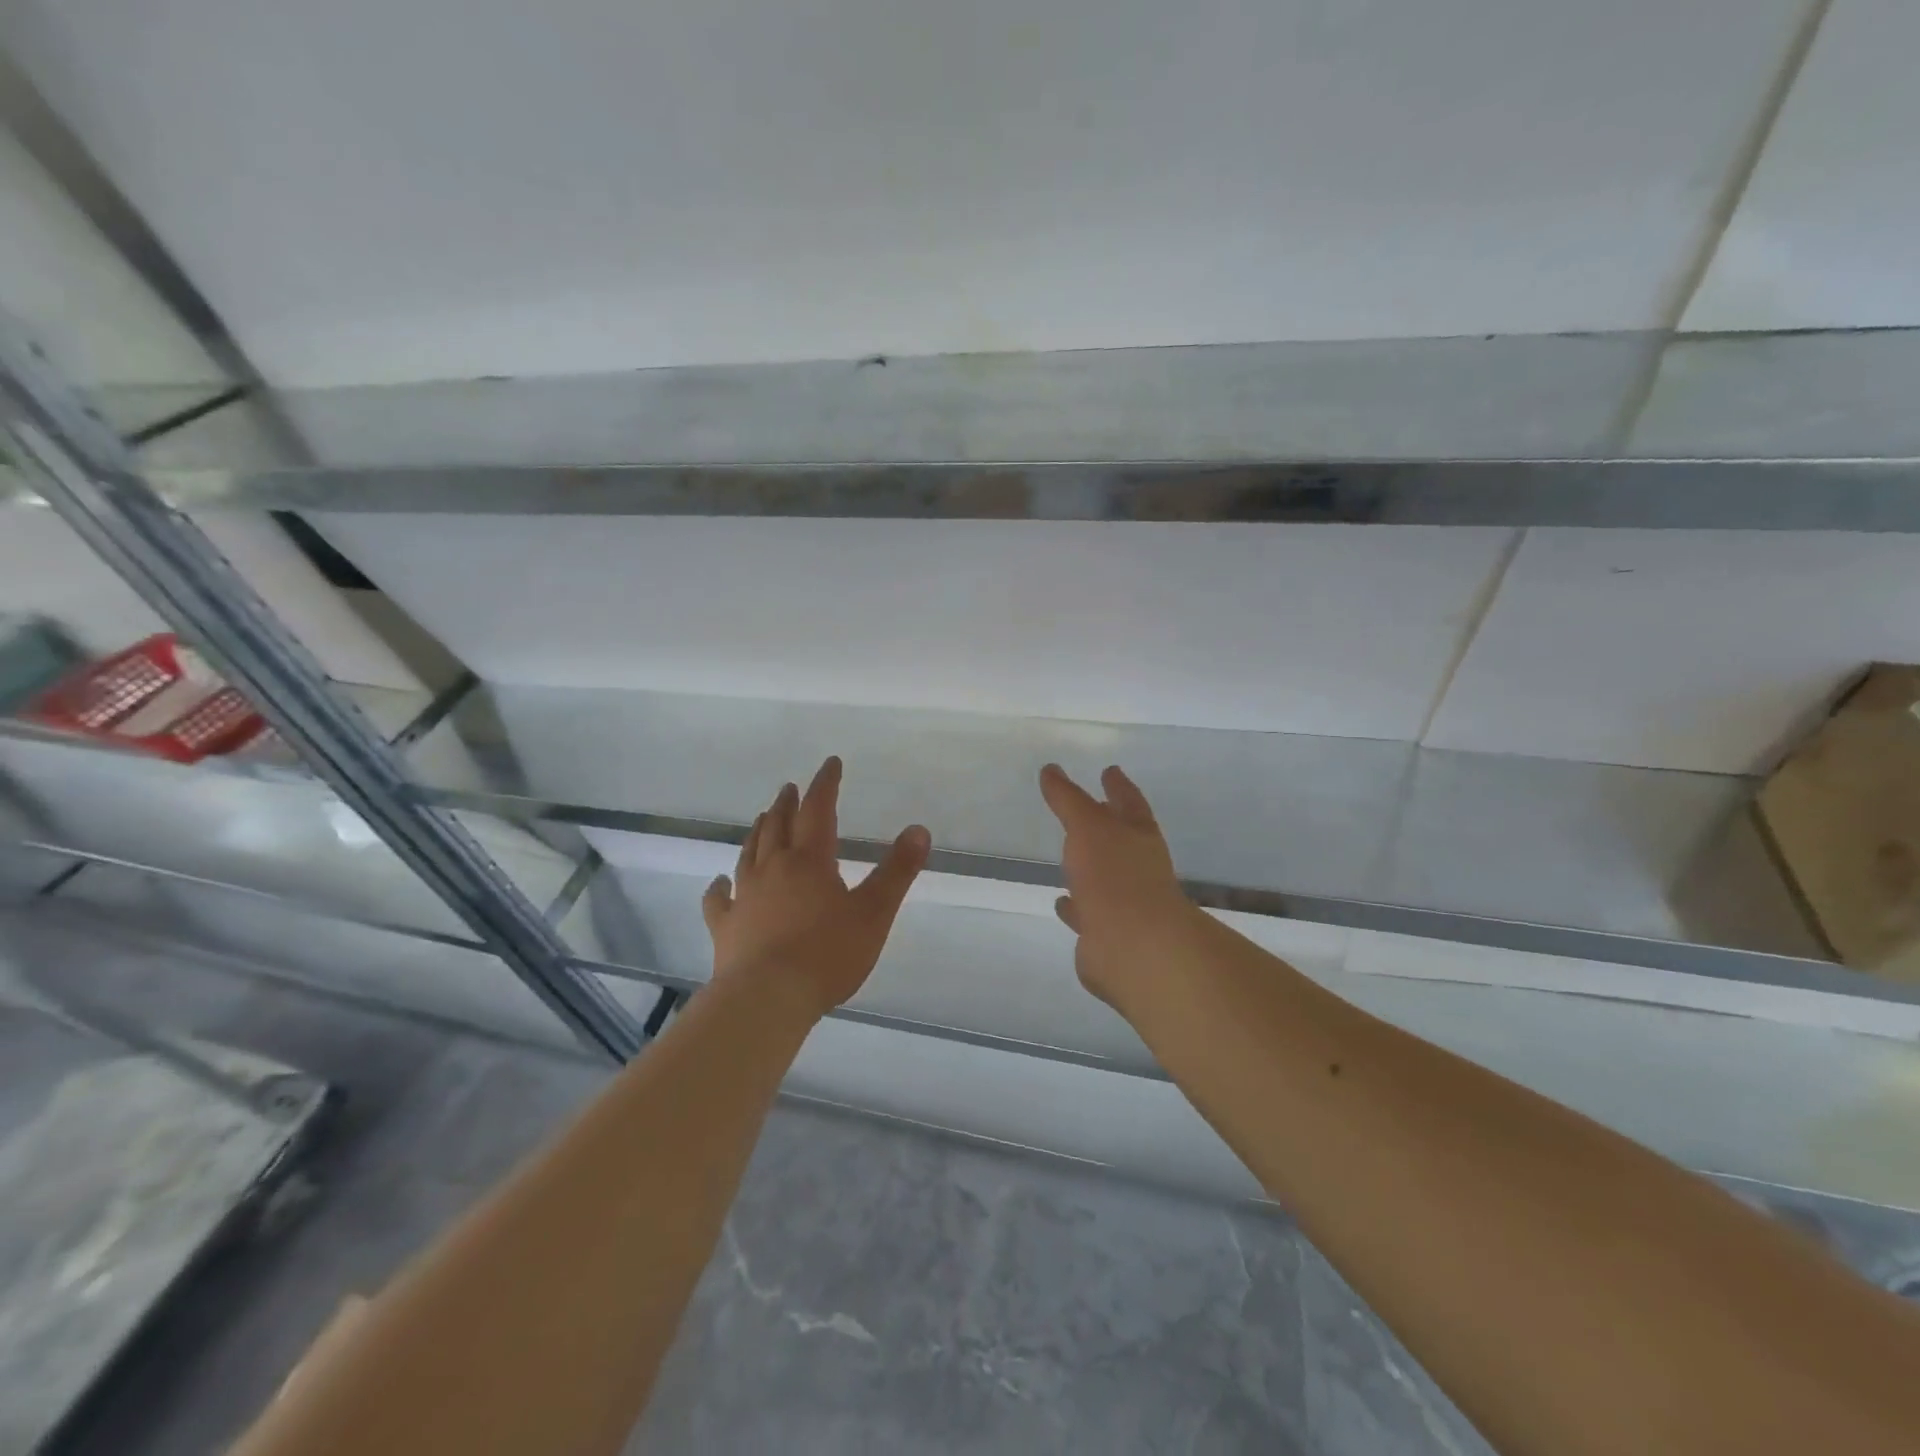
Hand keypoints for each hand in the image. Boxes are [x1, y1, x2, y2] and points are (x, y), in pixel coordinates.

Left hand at [702, 756, 929, 1020]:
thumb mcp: (874, 913)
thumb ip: (897, 871)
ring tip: (764, 818)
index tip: (830, 764)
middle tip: (791, 788)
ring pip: (750, 853)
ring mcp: (745, 897)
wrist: (767, 999)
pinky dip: (720, 887)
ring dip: (759, 832)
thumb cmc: (827, 955)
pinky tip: (720, 882)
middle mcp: (773, 869)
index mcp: (810, 861)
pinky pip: (719, 899)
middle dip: (788, 804)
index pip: (818, 810)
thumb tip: (919, 829)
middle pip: (779, 826)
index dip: (825, 785)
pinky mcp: (725, 927)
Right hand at [1040, 763, 1197, 1006]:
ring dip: (1090, 867)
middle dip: (1107, 825)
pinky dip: (1075, 907)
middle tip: (1089, 809)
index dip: (1118, 786)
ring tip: (1068, 857)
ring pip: (1105, 877)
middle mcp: (1137, 867)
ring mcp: (1126, 902)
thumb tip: (1051, 769)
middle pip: (1121, 839)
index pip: (1129, 802)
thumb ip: (1068, 799)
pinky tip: (1061, 902)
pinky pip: (1088, 913)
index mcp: (1139, 836)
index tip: (1110, 770)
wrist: (1133, 946)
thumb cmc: (1115, 875)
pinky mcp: (1108, 935)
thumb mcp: (1088, 827)